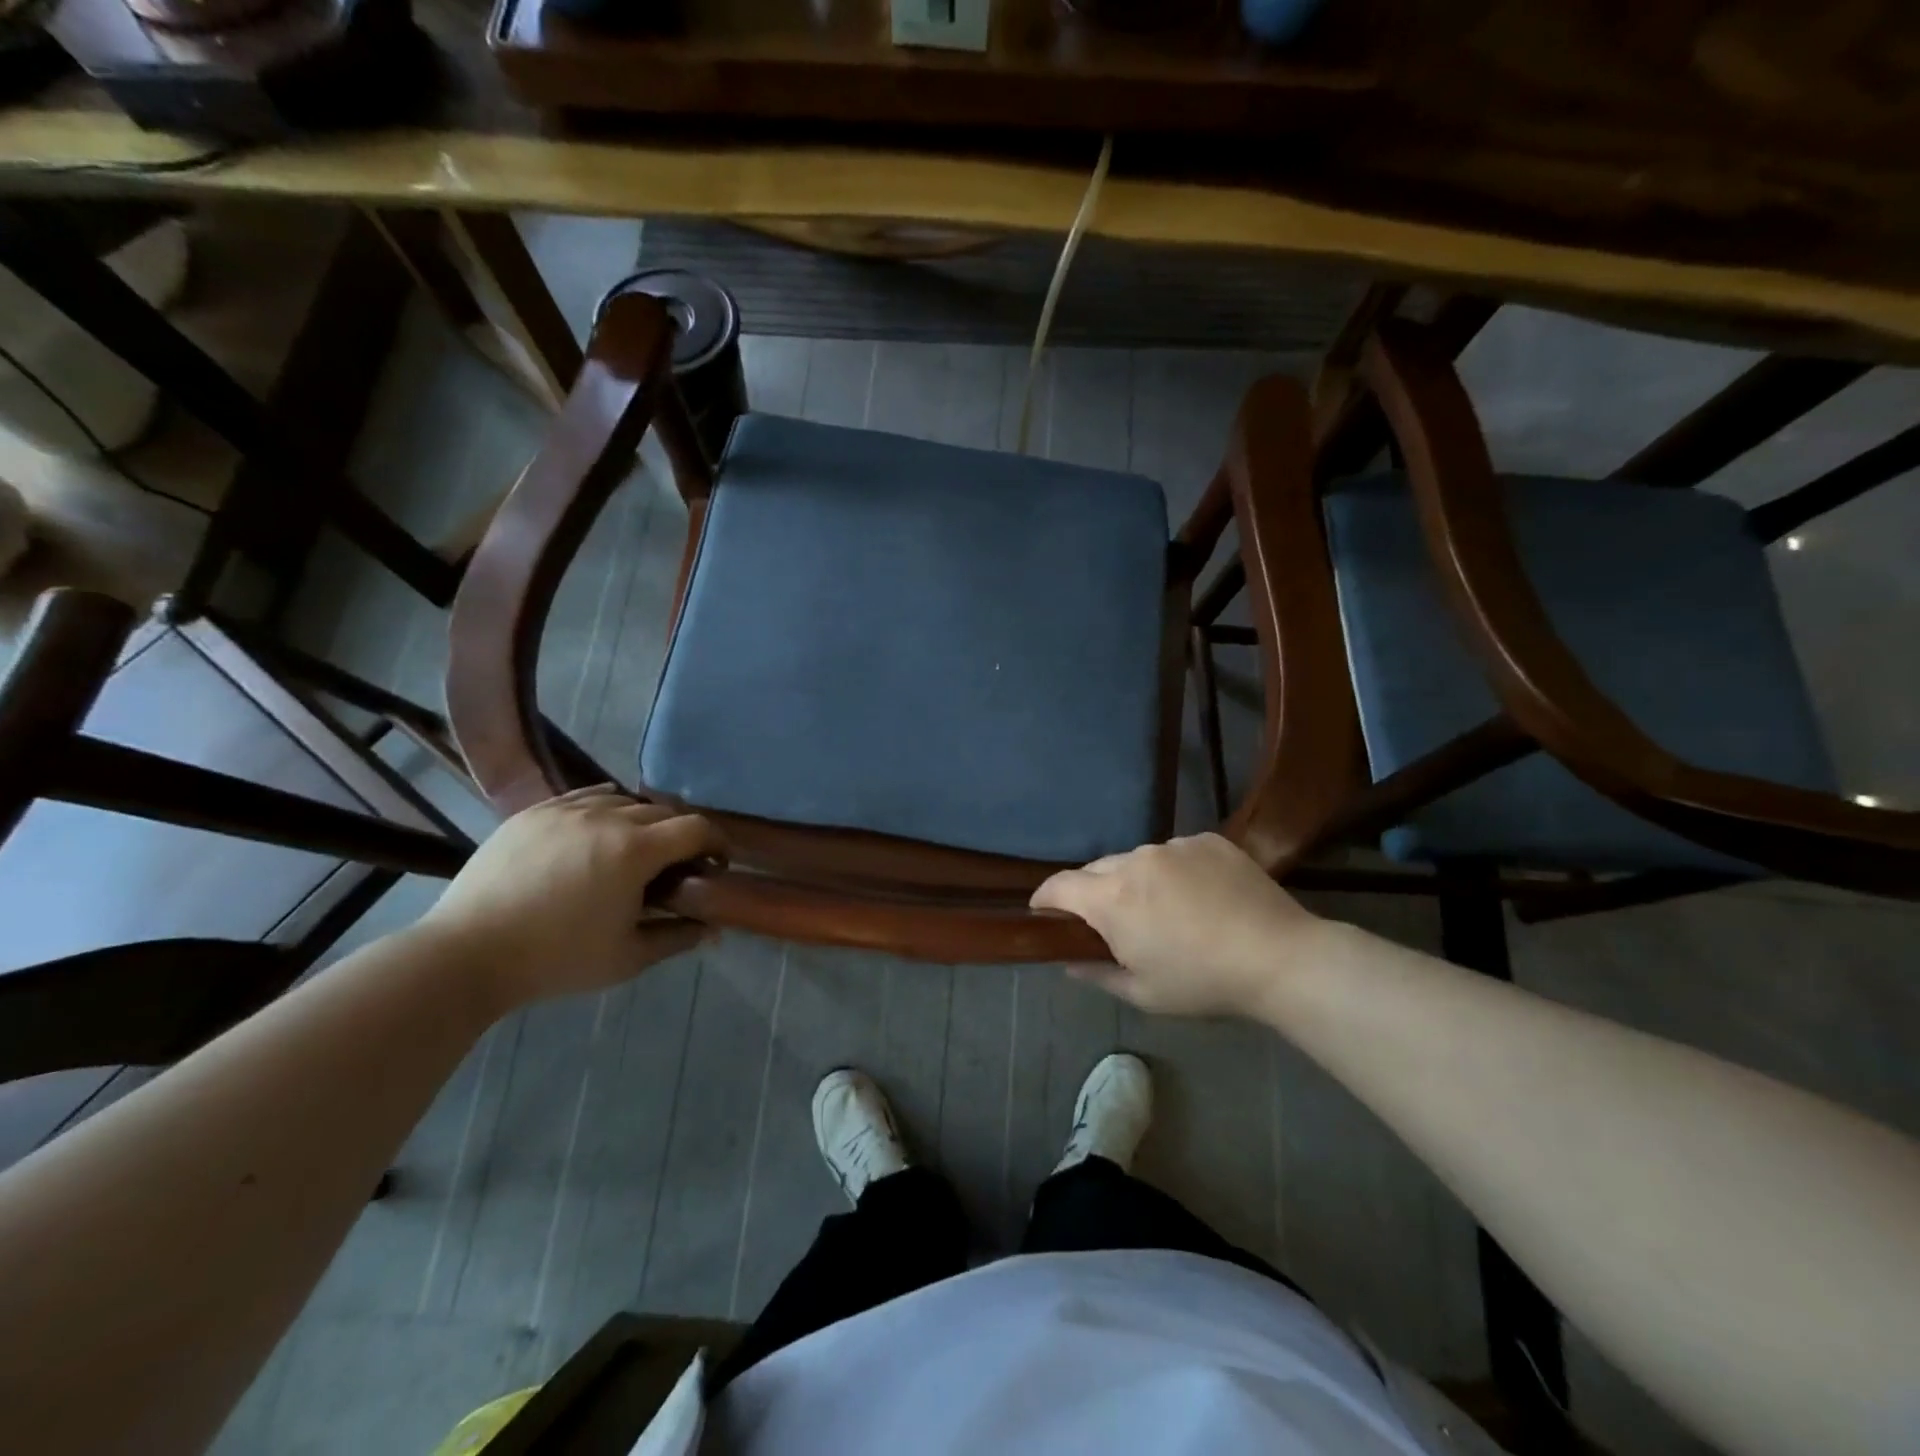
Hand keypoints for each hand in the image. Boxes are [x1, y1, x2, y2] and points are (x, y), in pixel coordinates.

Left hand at [419, 786, 725, 1011]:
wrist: (466, 954)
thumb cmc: (556, 960)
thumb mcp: (628, 958)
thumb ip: (677, 937)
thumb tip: (712, 928)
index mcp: (636, 850)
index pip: (696, 828)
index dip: (716, 843)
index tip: (716, 864)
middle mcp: (607, 817)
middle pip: (663, 812)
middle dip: (680, 835)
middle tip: (675, 866)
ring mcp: (566, 810)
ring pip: (623, 799)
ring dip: (641, 820)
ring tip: (632, 849)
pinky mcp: (533, 812)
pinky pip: (583, 796)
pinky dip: (603, 809)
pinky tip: (595, 833)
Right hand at [1031, 833, 1324, 1018]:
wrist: (1280, 957)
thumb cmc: (1203, 982)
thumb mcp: (1144, 993)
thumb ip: (1097, 974)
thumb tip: (1069, 961)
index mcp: (1112, 899)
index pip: (1059, 886)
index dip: (1045, 899)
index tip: (1044, 913)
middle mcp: (1135, 860)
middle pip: (1096, 869)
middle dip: (1093, 893)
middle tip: (1112, 922)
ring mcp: (1174, 845)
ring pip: (1137, 858)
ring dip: (1136, 879)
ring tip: (1164, 909)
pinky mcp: (1207, 839)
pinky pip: (1174, 852)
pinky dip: (1174, 870)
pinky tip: (1200, 896)